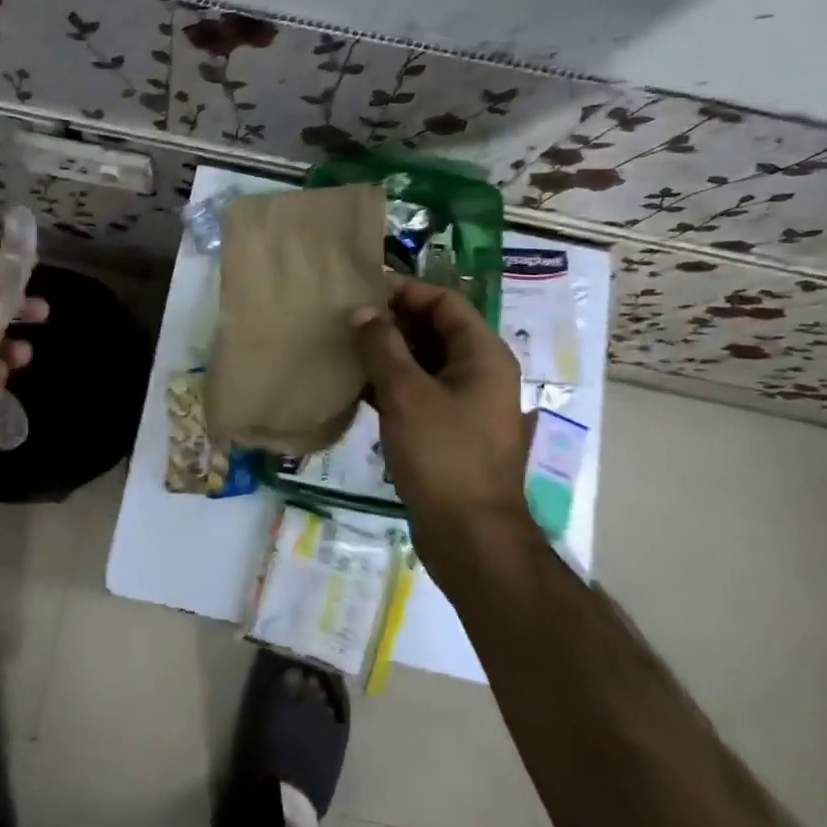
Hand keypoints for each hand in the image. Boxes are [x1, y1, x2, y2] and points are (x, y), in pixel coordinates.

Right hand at [350, 279, 531, 537]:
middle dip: (391, 322)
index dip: (404, 291)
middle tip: (345, 319)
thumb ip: (382, 346)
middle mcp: (479, 372)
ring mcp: (465, 403)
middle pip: (434, 330)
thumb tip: (361, 311)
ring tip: (344, 347)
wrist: (469, 535)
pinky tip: (354, 386)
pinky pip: (417, 391)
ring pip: (423, 362)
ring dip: (387, 353)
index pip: (444, 302)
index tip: (361, 291)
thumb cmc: (443, 455)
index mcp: (483, 355)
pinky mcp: (448, 430)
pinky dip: (390, 384)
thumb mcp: (406, 394)